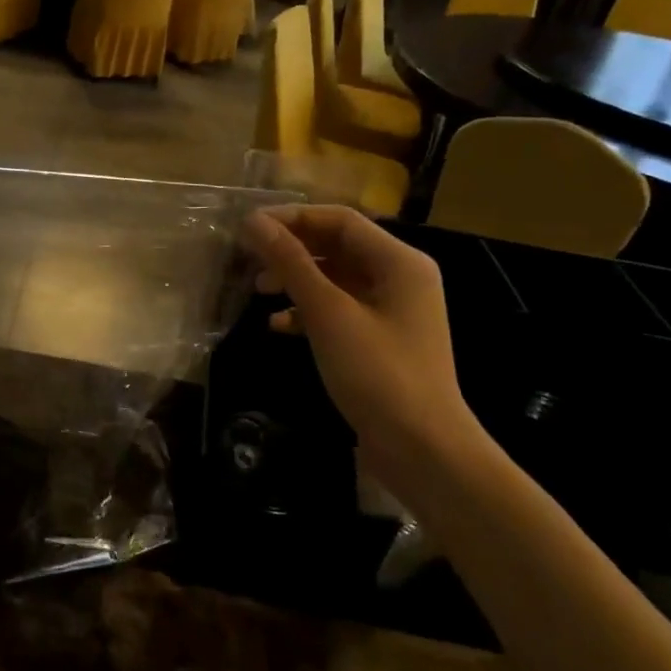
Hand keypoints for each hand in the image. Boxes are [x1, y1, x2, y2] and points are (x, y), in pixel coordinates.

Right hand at [241, 205, 484, 482]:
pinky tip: (278, 325)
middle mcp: (400, 278)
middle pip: (338, 246)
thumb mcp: (328, 313)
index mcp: (399, 262)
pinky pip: (339, 309)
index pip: (339, 220)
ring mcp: (391, 311)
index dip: (292, 218)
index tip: (248, 228)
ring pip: (335, 278)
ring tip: (258, 290)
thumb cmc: (378, 373)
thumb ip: (291, 263)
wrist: (423, 451)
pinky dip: (308, 311)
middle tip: (249, 259)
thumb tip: (253, 222)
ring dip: (296, 280)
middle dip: (292, 250)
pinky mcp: (380, 340)